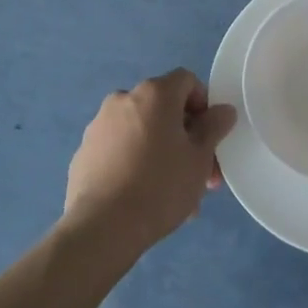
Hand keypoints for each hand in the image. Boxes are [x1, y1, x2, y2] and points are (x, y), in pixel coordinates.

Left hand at [63, 69, 237, 259]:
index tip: (209, 138)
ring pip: (142, 131)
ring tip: (174, 196)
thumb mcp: (200, 158)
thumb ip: (214, 127)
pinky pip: (119, 149)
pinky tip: (142, 198)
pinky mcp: (84, 152)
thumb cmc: (160, 186)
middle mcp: (124, 99)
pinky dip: (134, 163)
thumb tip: (223, 110)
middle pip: (164, 109)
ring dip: (161, 153)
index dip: (204, 104)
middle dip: (185, 138)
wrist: (102, 227)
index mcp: (154, 93)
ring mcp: (99, 125)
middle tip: (199, 175)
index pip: (187, 81)